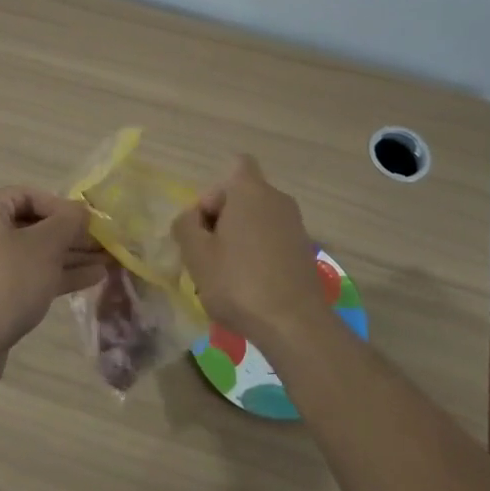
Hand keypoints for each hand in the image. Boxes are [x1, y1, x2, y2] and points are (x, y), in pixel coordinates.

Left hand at [0, 187, 107, 374]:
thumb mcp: (44, 246)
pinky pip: (23, 277)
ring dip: (67, 257)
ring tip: (106, 263)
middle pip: (30, 226)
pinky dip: (51, 276)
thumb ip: (68, 222)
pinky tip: (89, 280)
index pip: (28, 195)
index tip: (90, 221)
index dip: (62, 206)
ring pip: (30, 255)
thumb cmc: (4, 283)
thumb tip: (82, 211)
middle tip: (103, 244)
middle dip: (70, 236)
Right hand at [172, 156, 327, 350]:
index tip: (205, 223)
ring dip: (238, 239)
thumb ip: (185, 225)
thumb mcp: (196, 254)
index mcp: (250, 190)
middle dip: (221, 220)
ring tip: (225, 274)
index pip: (235, 166)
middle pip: (242, 196)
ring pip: (256, 220)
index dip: (214, 192)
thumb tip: (191, 217)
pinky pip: (272, 240)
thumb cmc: (239, 283)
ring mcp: (295, 225)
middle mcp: (277, 199)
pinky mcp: (304, 250)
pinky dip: (258, 254)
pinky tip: (248, 285)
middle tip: (207, 254)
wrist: (295, 325)